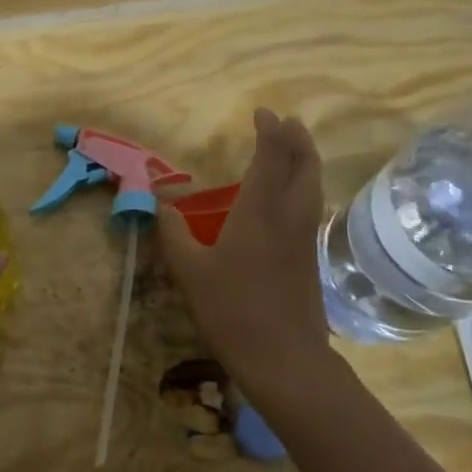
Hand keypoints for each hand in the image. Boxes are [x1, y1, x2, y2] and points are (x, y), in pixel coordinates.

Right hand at [157, 109, 342, 409]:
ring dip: (306, 160)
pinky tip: (293, 197)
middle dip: (296, 139)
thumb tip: (159, 206)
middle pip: (303, 166)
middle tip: (286, 123)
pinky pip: (311, 206)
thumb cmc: (232, 310)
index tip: (263, 113)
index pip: (270, 159)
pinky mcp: (309, 258)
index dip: (270, 133)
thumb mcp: (190, 272)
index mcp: (259, 213)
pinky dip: (305, 186)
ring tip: (294, 148)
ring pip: (313, 186)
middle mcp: (288, 217)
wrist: (284, 358)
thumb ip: (172, 235)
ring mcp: (304, 238)